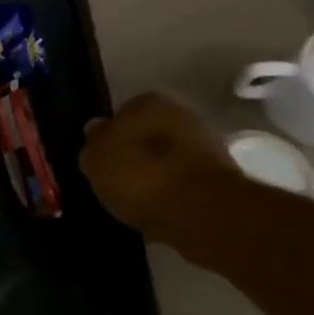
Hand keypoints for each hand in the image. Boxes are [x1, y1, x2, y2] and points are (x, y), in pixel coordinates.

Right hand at [79, 93, 239, 243]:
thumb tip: (96, 130)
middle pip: (148, 135)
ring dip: (154, 176)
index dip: (110, 137)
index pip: (122, 113)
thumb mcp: (95, 158)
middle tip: (116, 180)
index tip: (102, 159)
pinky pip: (182, 185)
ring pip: (167, 160)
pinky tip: (156, 212)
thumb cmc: (138, 174)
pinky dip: (170, 196)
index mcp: (149, 102)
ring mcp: (205, 148)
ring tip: (134, 201)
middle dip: (135, 154)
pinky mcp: (220, 181)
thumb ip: (93, 142)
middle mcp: (182, 116)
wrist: (201, 212)